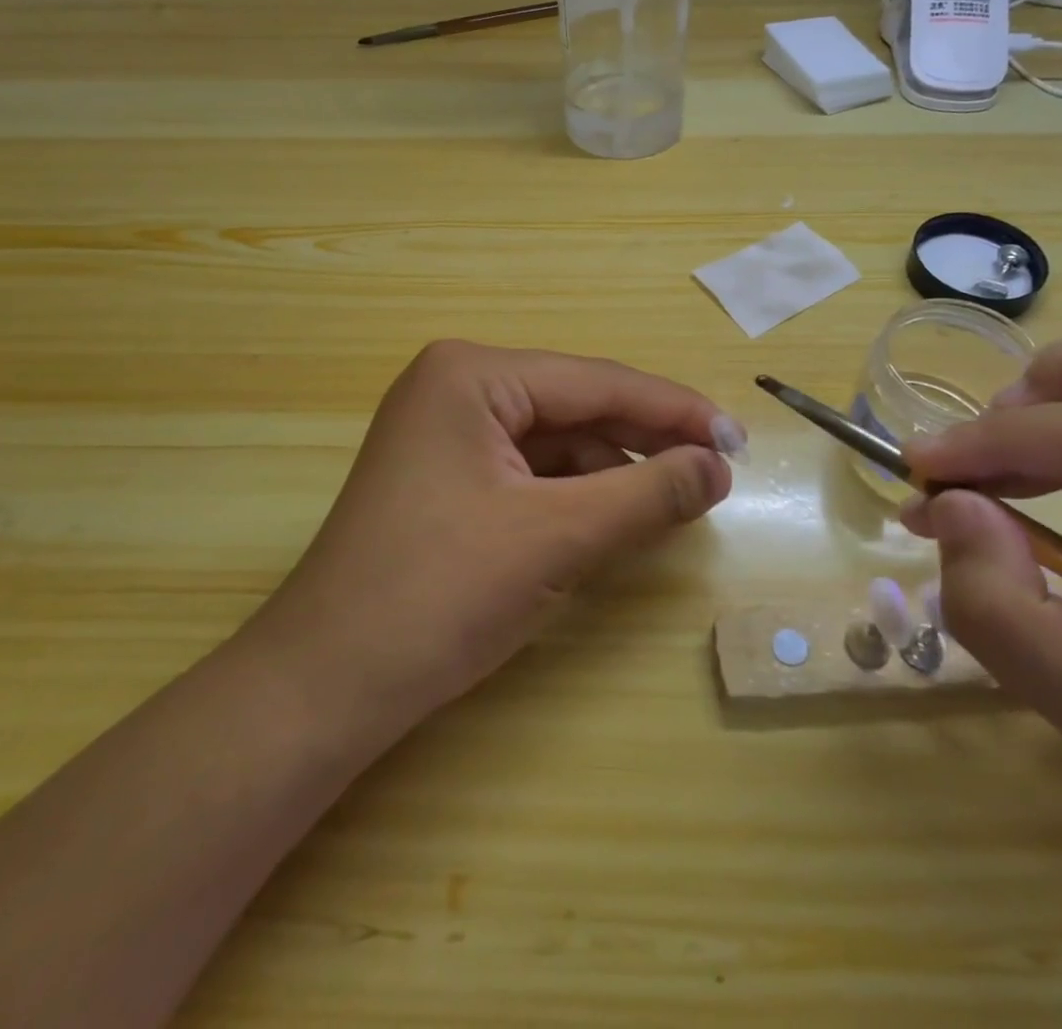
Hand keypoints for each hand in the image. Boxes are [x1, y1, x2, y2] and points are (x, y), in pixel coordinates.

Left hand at [250, 340, 735, 728]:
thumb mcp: (556, 537)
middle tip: (717, 469)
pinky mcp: (445, 477)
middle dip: (644, 439)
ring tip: (674, 499)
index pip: (595, 382)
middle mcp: (455, 387)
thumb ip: (646, 493)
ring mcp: (445, 432)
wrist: (324, 687)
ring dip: (612, 469)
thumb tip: (717, 466)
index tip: (737, 439)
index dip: (673, 409)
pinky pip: (528, 471)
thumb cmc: (438, 595)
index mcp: (471, 374)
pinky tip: (614, 515)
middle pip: (575, 406)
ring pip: (555, 441)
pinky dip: (575, 493)